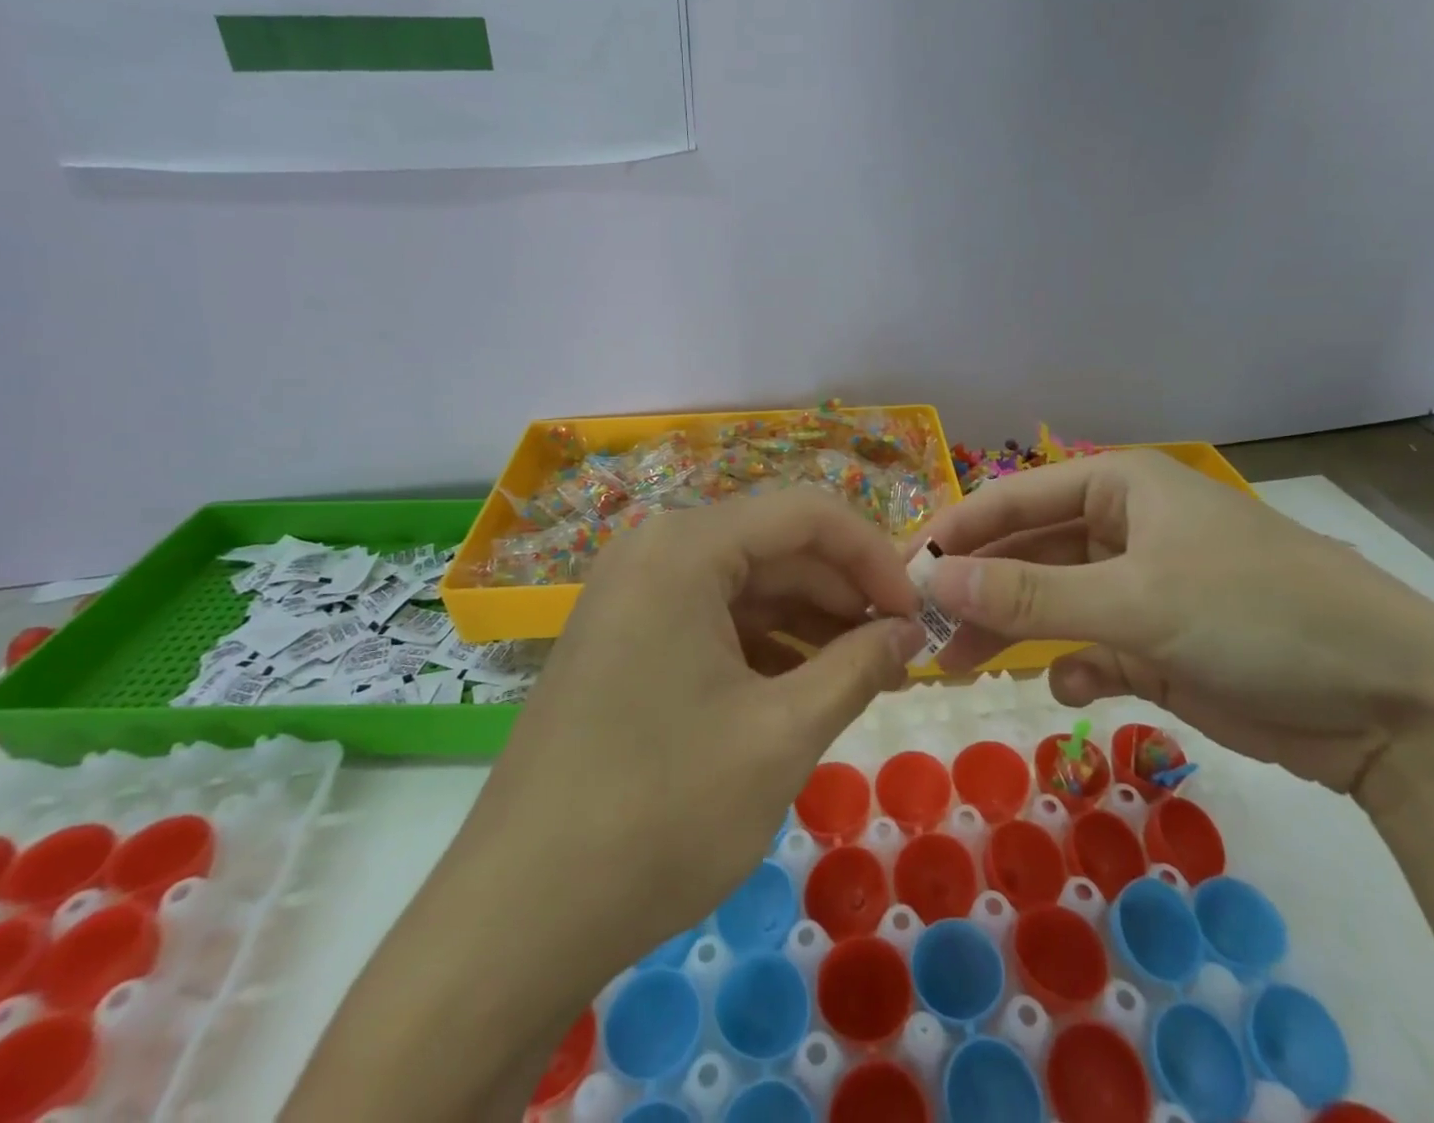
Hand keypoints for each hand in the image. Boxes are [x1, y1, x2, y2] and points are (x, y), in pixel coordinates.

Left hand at [462, 488, 925, 981]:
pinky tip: (804, 690)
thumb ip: (858, 666)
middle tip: (898, 655)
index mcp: (686, 547)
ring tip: (863, 677)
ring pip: (747, 585)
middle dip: (845, 595)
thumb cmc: (660, 814)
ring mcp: (631, 594)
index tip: (917, 616)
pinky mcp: (623, 638)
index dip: (876, 556)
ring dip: (810, 624)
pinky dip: (765, 646)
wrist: (516, 919)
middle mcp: (654, 550)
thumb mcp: (782, 734)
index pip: (809, 514)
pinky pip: (712, 619)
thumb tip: (909, 632)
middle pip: (777, 546)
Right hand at [913, 450, 1433, 794]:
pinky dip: (1071, 665)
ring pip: (1052, 602)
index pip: (1013, 498)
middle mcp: (1125, 527)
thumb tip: (932, 581)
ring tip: (962, 668)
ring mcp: (1143, 586)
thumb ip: (1029, 596)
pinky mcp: (1160, 642)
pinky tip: (1066, 686)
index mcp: (1120, 486)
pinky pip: (1091, 645)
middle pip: (1027, 551)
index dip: (956, 533)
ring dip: (1011, 632)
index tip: (901, 572)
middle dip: (978, 589)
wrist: (1394, 703)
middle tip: (922, 631)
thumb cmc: (1257, 615)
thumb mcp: (1136, 600)